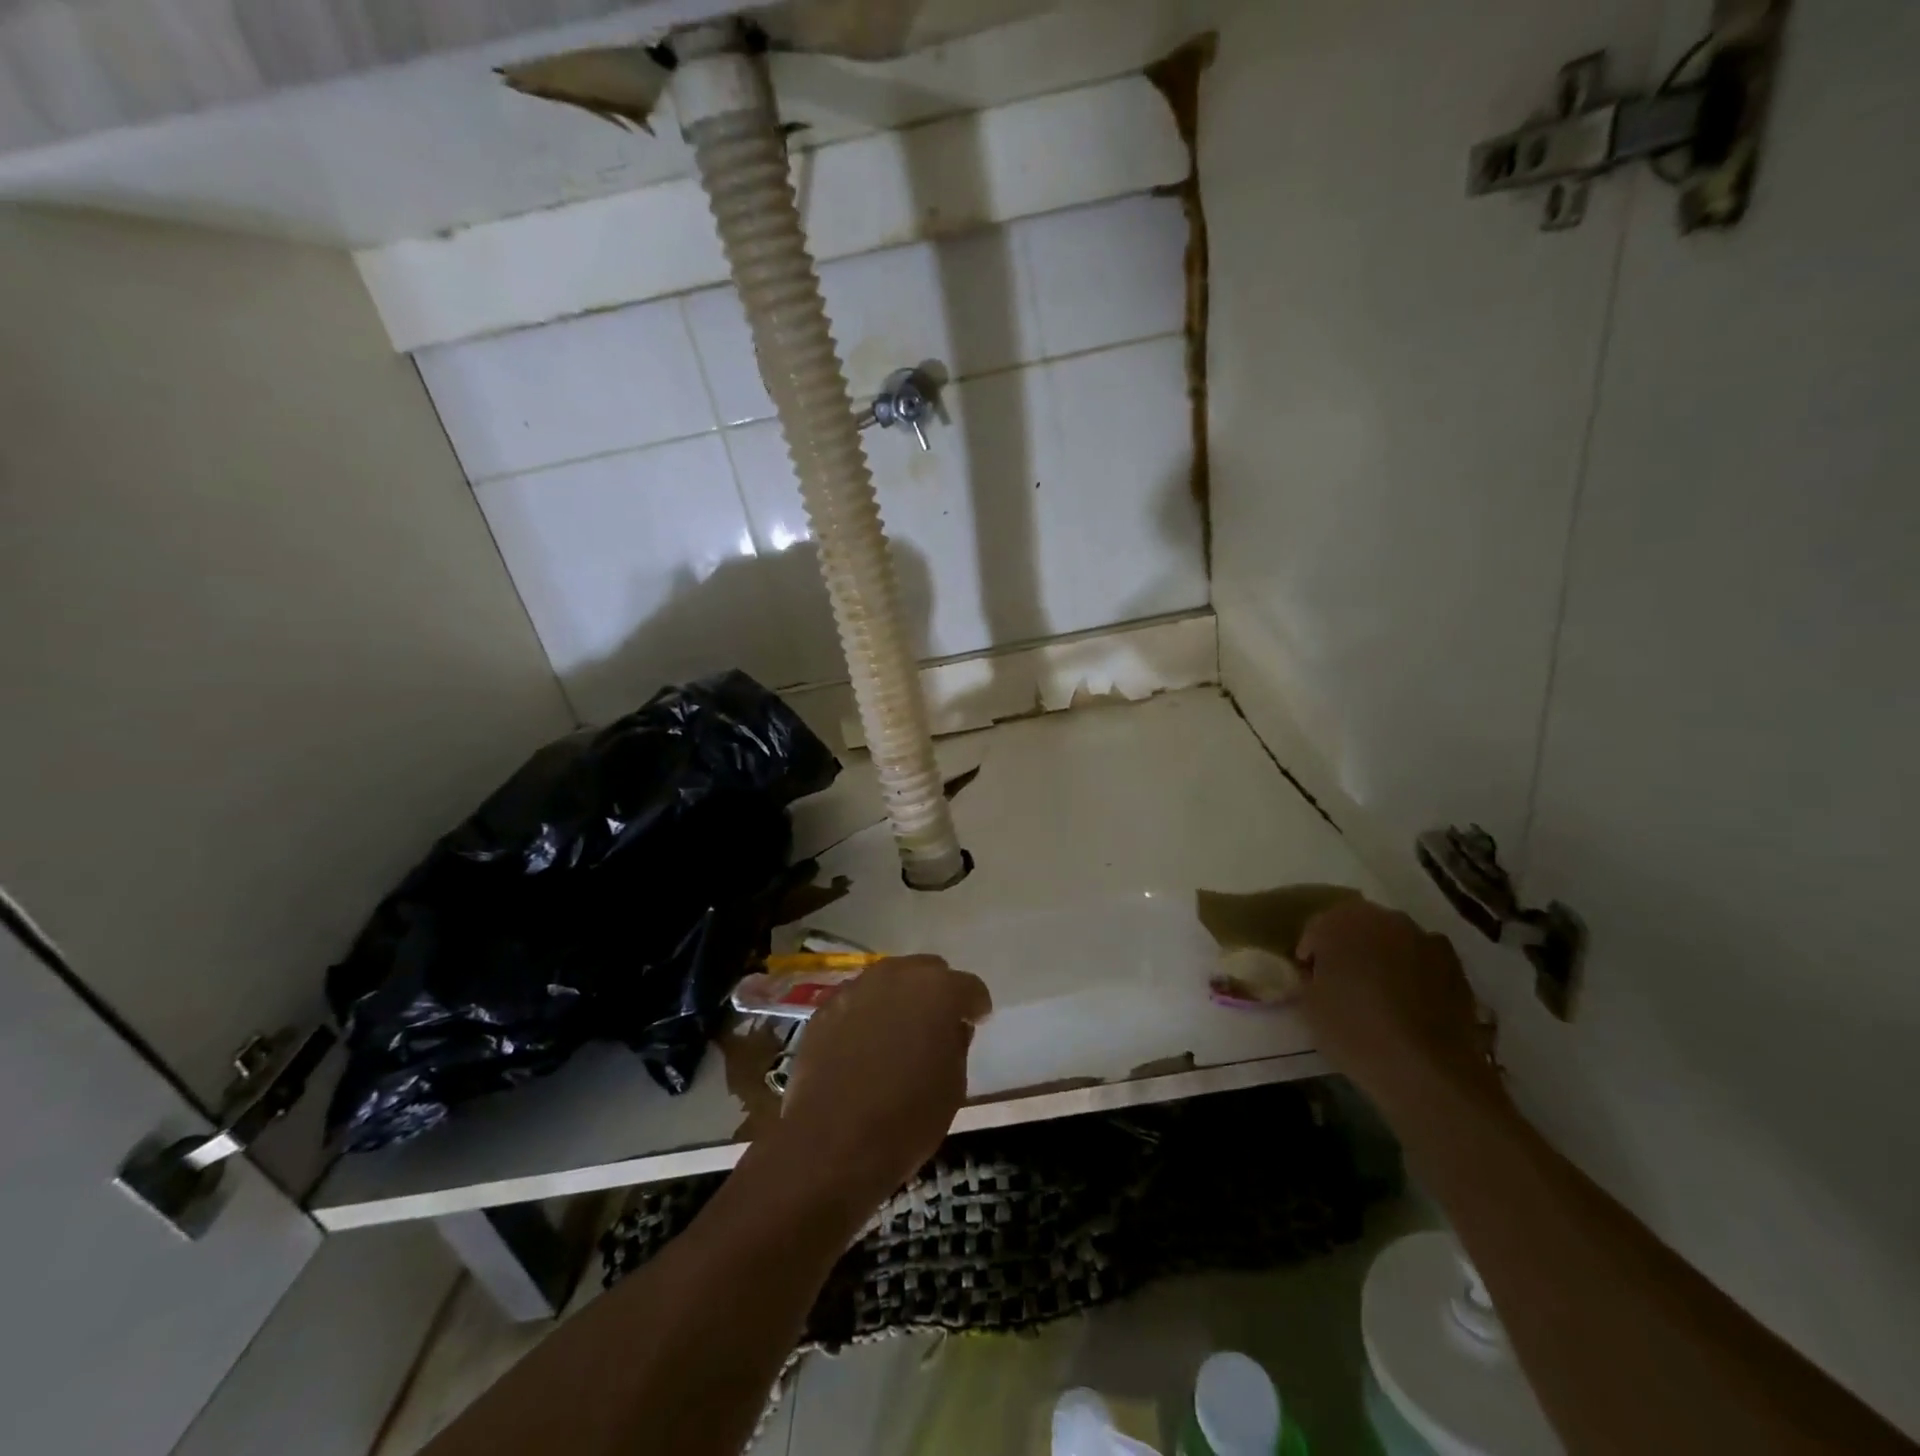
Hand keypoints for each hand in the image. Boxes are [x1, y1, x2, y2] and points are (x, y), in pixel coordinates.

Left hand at [775, 955, 991, 1208]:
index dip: (975, 1006)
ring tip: (897, 1032)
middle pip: (927, 971)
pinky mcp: (825, 1008)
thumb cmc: (906, 1118)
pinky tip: (862, 1044)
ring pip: (888, 980)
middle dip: (936, 992)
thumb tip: (952, 1027)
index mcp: (939, 991)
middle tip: (936, 1024)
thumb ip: (957, 1044)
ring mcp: (857, 988)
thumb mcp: (953, 1087)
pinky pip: (857, 1001)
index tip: (975, 1022)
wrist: (831, 1143)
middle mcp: (897, 976)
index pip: (970, 987)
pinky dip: (866, 1014)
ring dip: (898, 998)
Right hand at [1295, 899, 1501, 1116]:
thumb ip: (1308, 978)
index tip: (1309, 979)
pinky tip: (1410, 1001)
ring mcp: (1423, 938)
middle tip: (1342, 981)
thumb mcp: (1309, 1005)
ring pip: (1392, 939)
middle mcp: (1382, 918)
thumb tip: (1314, 973)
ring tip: (1379, 992)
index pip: (1316, 929)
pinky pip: (1422, 958)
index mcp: (1339, 922)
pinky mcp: (1454, 964)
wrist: (1425, 1068)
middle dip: (1347, 947)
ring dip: (1382, 955)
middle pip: (1356, 926)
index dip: (1310, 954)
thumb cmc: (1353, 1030)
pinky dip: (1414, 970)